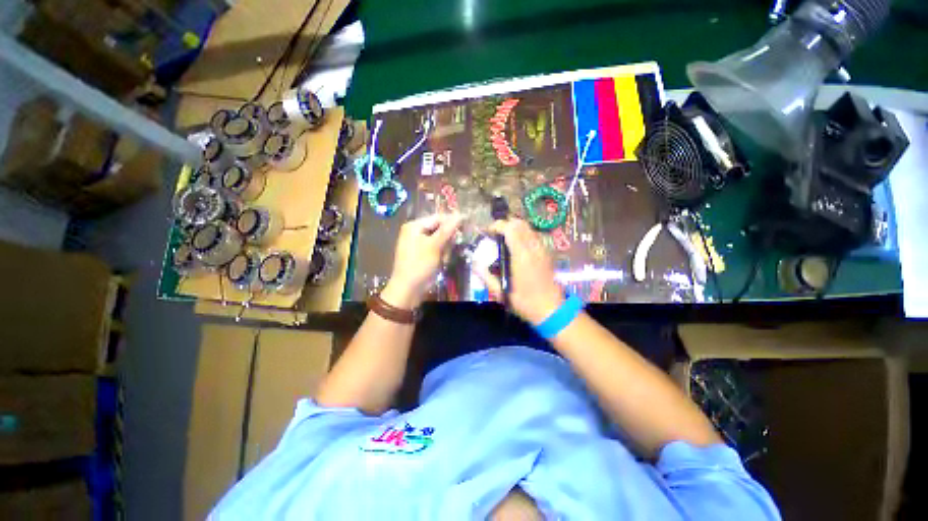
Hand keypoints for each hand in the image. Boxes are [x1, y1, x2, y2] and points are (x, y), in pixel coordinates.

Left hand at [382, 213, 462, 308]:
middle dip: (447, 240)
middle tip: (449, 249)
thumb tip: (460, 214)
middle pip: (439, 229)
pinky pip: (436, 249)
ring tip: (443, 258)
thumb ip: (447, 230)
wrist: (408, 289)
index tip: (466, 227)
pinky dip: (441, 254)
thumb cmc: (420, 264)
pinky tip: (441, 262)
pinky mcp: (422, 253)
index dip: (452, 221)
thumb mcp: (434, 246)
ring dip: (445, 249)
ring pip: (440, 240)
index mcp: (414, 226)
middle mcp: (415, 232)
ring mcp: (418, 243)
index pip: (438, 218)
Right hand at [478, 218, 563, 323]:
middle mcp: (533, 248)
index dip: (497, 226)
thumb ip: (486, 277)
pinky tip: (517, 247)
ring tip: (505, 240)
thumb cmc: (525, 302)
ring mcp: (542, 249)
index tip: (487, 232)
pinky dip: (523, 234)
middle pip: (520, 223)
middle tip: (495, 234)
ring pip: (528, 228)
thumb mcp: (501, 293)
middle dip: (505, 224)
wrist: (551, 309)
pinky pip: (534, 236)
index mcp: (521, 256)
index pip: (510, 229)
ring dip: (515, 228)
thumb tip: (475, 265)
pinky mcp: (547, 253)